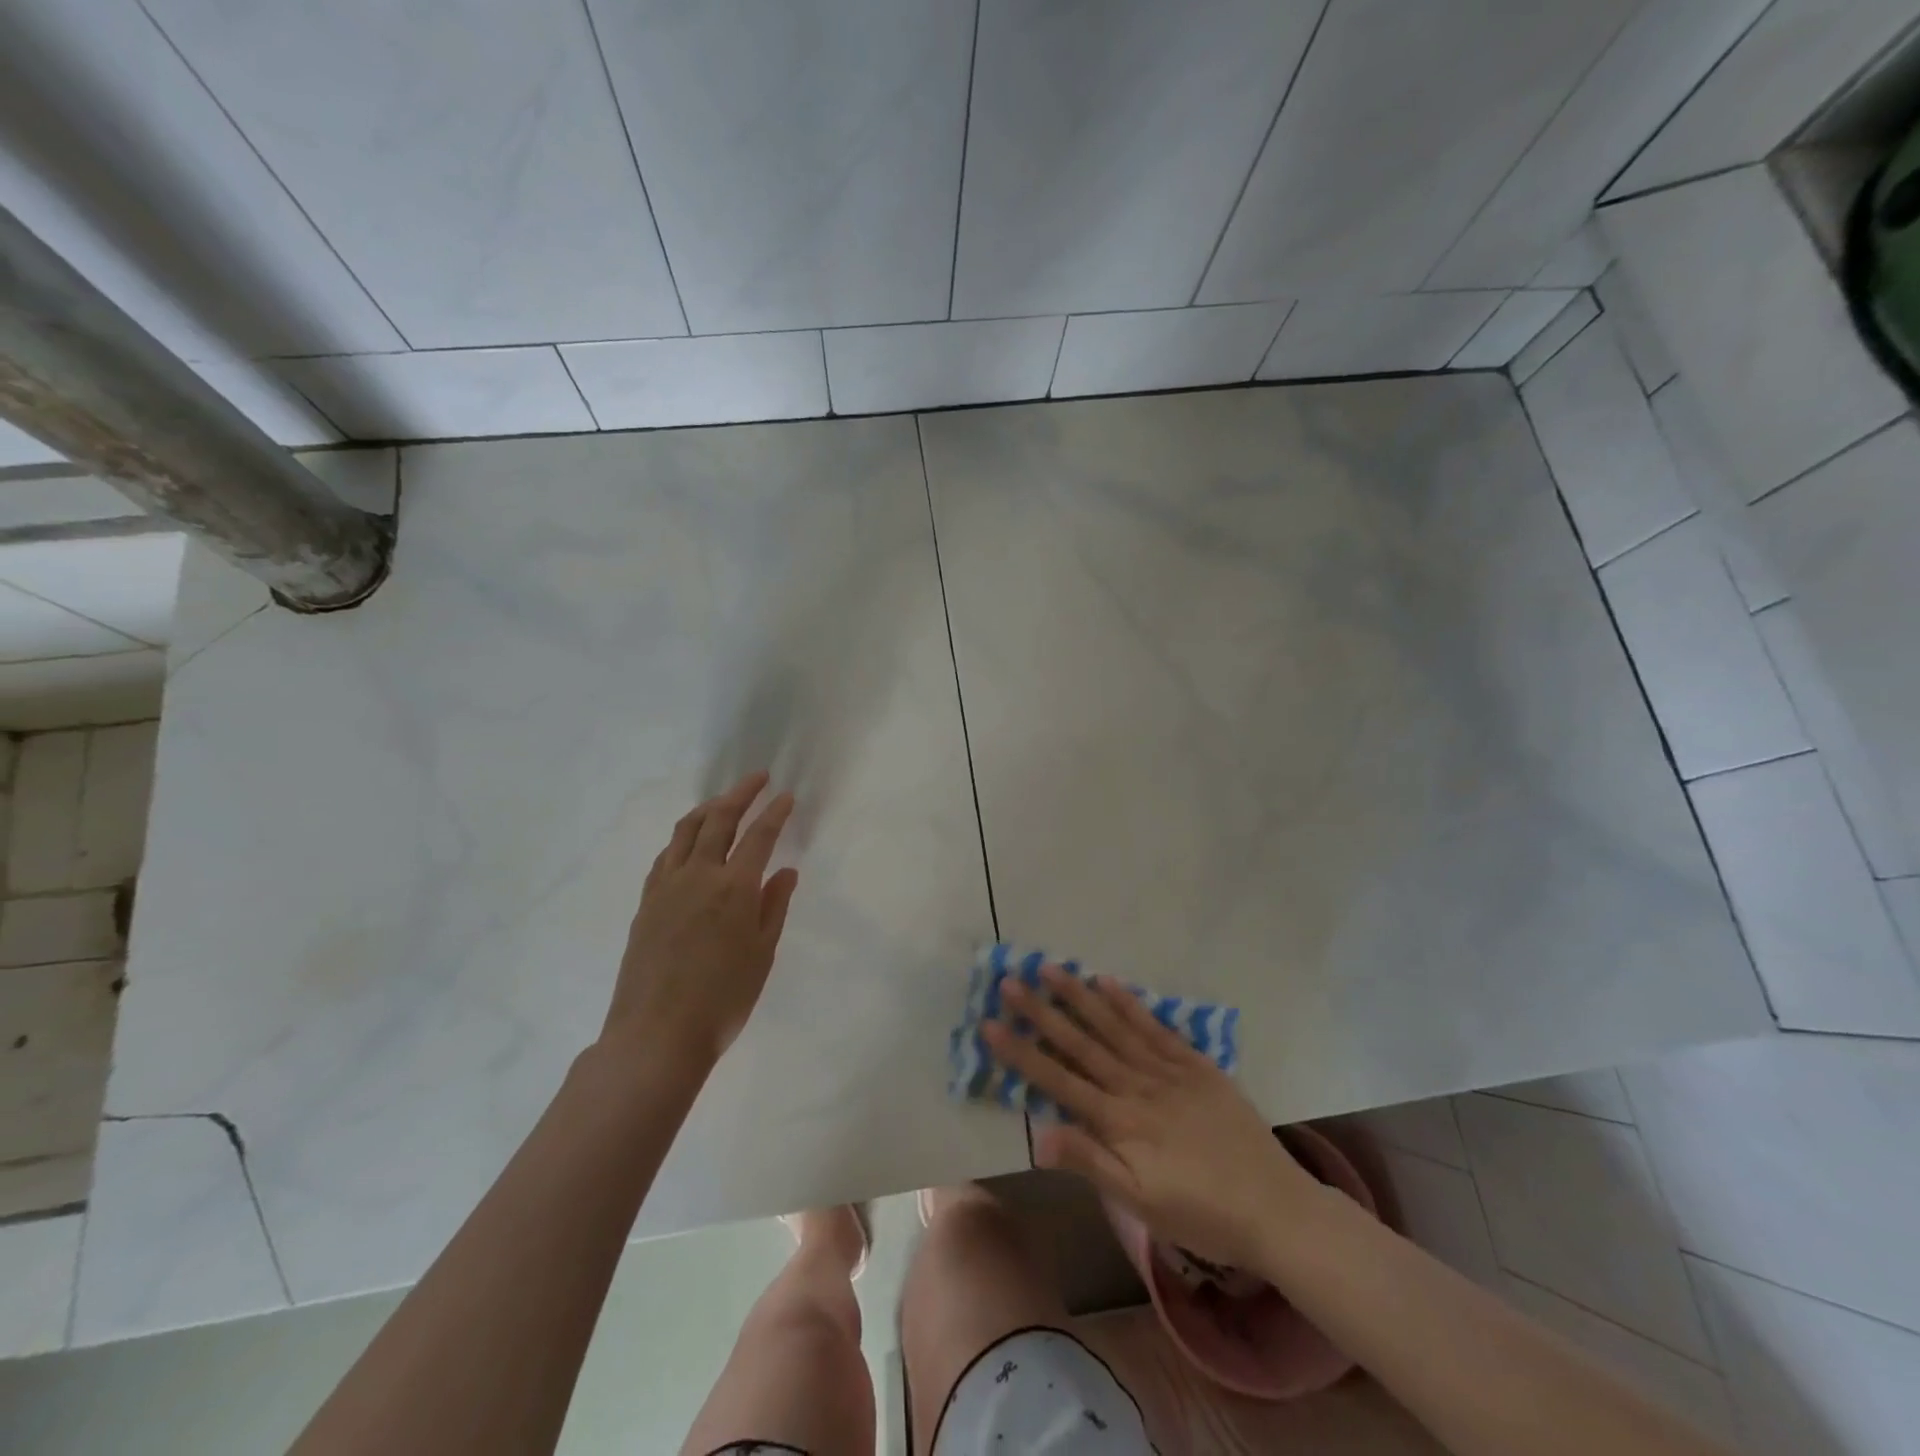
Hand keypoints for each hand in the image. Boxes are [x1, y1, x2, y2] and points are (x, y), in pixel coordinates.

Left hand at [603, 771, 798, 1072]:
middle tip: (757, 778)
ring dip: (707, 808)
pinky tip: (689, 842)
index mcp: (734, 888)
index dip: (774, 812)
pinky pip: (665, 856)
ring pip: (686, 831)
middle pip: (719, 820)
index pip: (759, 836)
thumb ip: (774, 906)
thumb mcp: (762, 954)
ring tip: (723, 800)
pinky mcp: (646, 903)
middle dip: (740, 794)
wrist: (656, 1035)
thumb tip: (785, 870)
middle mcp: (698, 876)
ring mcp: (666, 887)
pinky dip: (682, 837)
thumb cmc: (723, 1000)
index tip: (786, 795)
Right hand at [986, 966, 1320, 1269]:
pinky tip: (1108, 982)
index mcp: (1119, 1120)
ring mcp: (1166, 1069)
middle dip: (1042, 1011)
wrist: (1274, 1206)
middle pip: (1081, 1042)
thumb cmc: (1200, 1212)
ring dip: (1079, 996)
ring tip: (1051, 968)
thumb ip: (1090, 1161)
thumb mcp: (1140, 1202)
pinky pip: (1155, 1027)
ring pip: (1114, 1025)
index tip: (990, 1024)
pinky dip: (1130, 1003)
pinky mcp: (1195, 1064)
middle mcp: (1136, 1085)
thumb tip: (1038, 1135)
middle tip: (1011, 981)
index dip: (1021, 1052)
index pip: (1058, 1079)